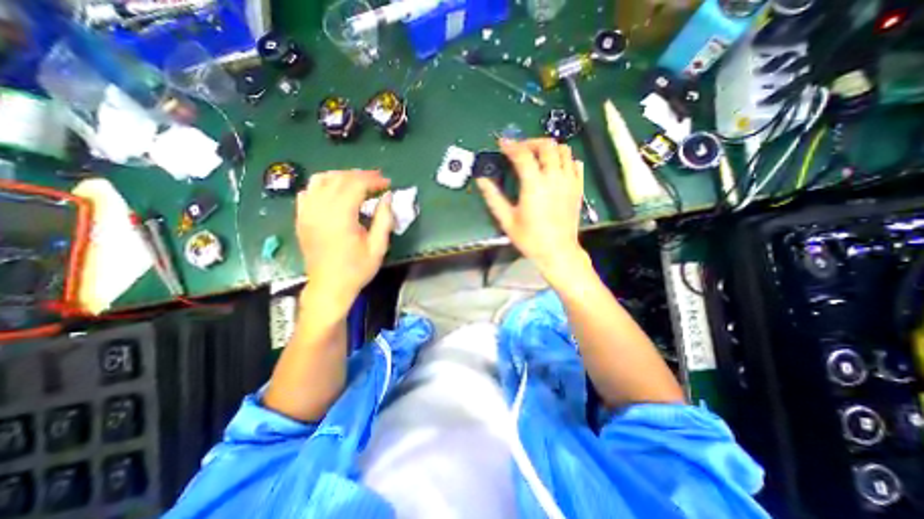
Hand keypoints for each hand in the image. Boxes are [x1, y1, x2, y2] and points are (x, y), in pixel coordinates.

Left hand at [298, 171, 394, 303]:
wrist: (329, 286)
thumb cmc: (357, 269)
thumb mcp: (378, 247)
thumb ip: (384, 219)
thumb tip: (387, 197)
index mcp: (340, 217)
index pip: (356, 185)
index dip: (373, 180)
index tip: (387, 183)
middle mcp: (320, 210)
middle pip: (339, 179)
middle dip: (361, 175)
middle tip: (377, 179)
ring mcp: (307, 212)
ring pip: (321, 179)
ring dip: (342, 176)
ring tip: (357, 182)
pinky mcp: (301, 218)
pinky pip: (308, 191)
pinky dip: (323, 185)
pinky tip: (335, 191)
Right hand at [476, 139, 582, 278]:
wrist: (558, 251)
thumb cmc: (530, 238)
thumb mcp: (507, 220)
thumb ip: (493, 198)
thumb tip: (481, 180)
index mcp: (534, 185)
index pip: (523, 155)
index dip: (511, 145)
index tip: (502, 143)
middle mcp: (554, 178)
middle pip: (547, 145)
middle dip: (531, 142)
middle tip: (520, 149)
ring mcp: (570, 181)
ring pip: (564, 150)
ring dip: (549, 148)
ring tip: (537, 156)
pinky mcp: (578, 188)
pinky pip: (575, 163)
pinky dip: (565, 159)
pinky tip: (555, 168)